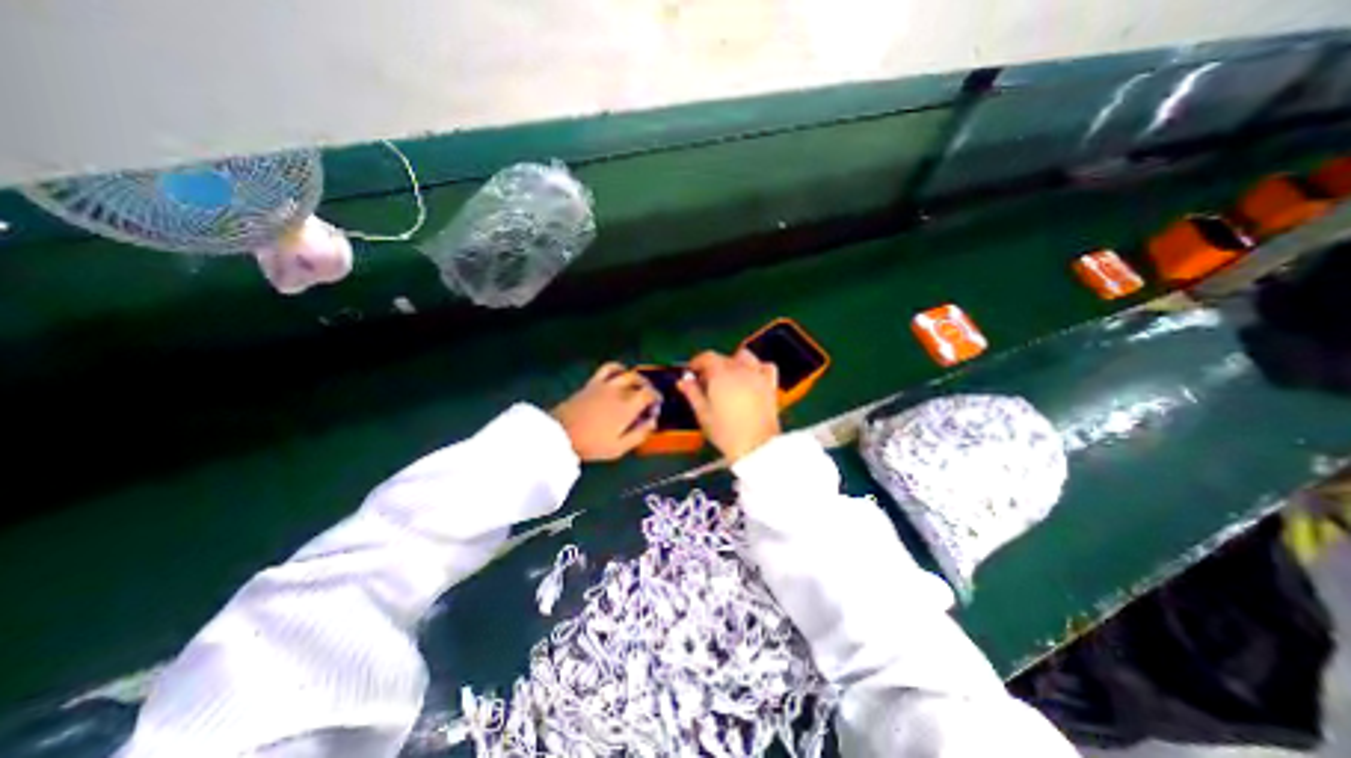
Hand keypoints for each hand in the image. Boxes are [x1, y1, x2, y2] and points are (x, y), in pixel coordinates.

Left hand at [551, 361, 663, 461]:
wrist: (560, 435)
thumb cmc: (592, 444)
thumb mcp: (619, 447)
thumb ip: (639, 434)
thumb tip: (653, 422)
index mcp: (627, 407)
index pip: (649, 394)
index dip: (656, 398)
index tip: (656, 407)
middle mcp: (618, 391)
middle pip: (640, 381)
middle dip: (649, 387)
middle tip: (649, 397)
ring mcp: (604, 385)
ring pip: (627, 372)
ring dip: (636, 377)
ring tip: (637, 385)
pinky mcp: (592, 383)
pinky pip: (608, 368)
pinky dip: (618, 368)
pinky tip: (619, 374)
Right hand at [675, 347, 782, 460]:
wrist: (756, 446)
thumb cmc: (725, 432)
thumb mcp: (703, 414)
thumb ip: (692, 394)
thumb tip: (683, 381)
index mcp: (720, 375)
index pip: (707, 357)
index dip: (697, 362)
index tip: (692, 372)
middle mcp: (740, 369)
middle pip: (724, 358)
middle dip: (713, 366)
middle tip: (706, 382)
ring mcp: (757, 375)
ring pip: (745, 357)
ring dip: (734, 362)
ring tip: (728, 378)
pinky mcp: (770, 385)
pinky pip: (766, 366)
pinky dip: (758, 368)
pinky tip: (752, 377)